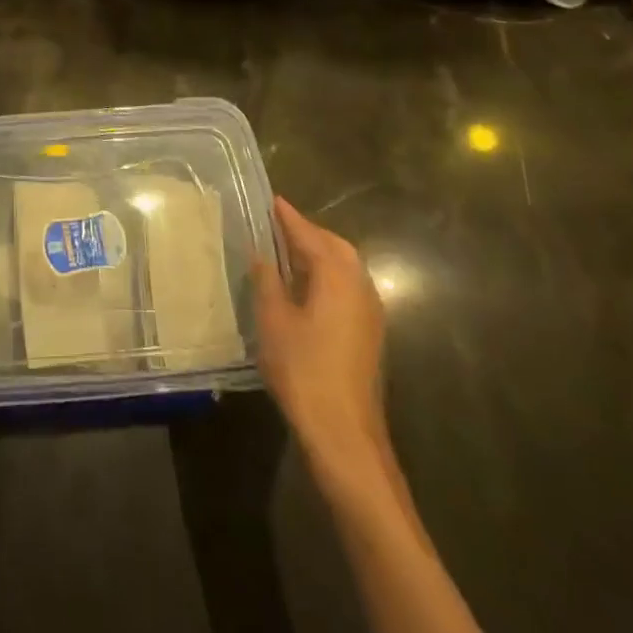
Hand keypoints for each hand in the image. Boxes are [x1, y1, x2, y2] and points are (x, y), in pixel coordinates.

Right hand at [253, 196, 386, 483]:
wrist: (344, 433)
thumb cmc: (303, 370)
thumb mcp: (273, 319)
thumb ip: (267, 280)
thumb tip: (263, 254)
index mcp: (337, 276)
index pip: (309, 234)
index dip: (288, 217)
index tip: (271, 199)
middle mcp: (359, 286)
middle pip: (335, 246)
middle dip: (307, 232)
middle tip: (276, 225)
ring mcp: (369, 312)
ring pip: (345, 267)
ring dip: (319, 254)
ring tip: (286, 252)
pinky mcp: (369, 334)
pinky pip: (348, 287)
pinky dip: (327, 275)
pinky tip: (305, 288)